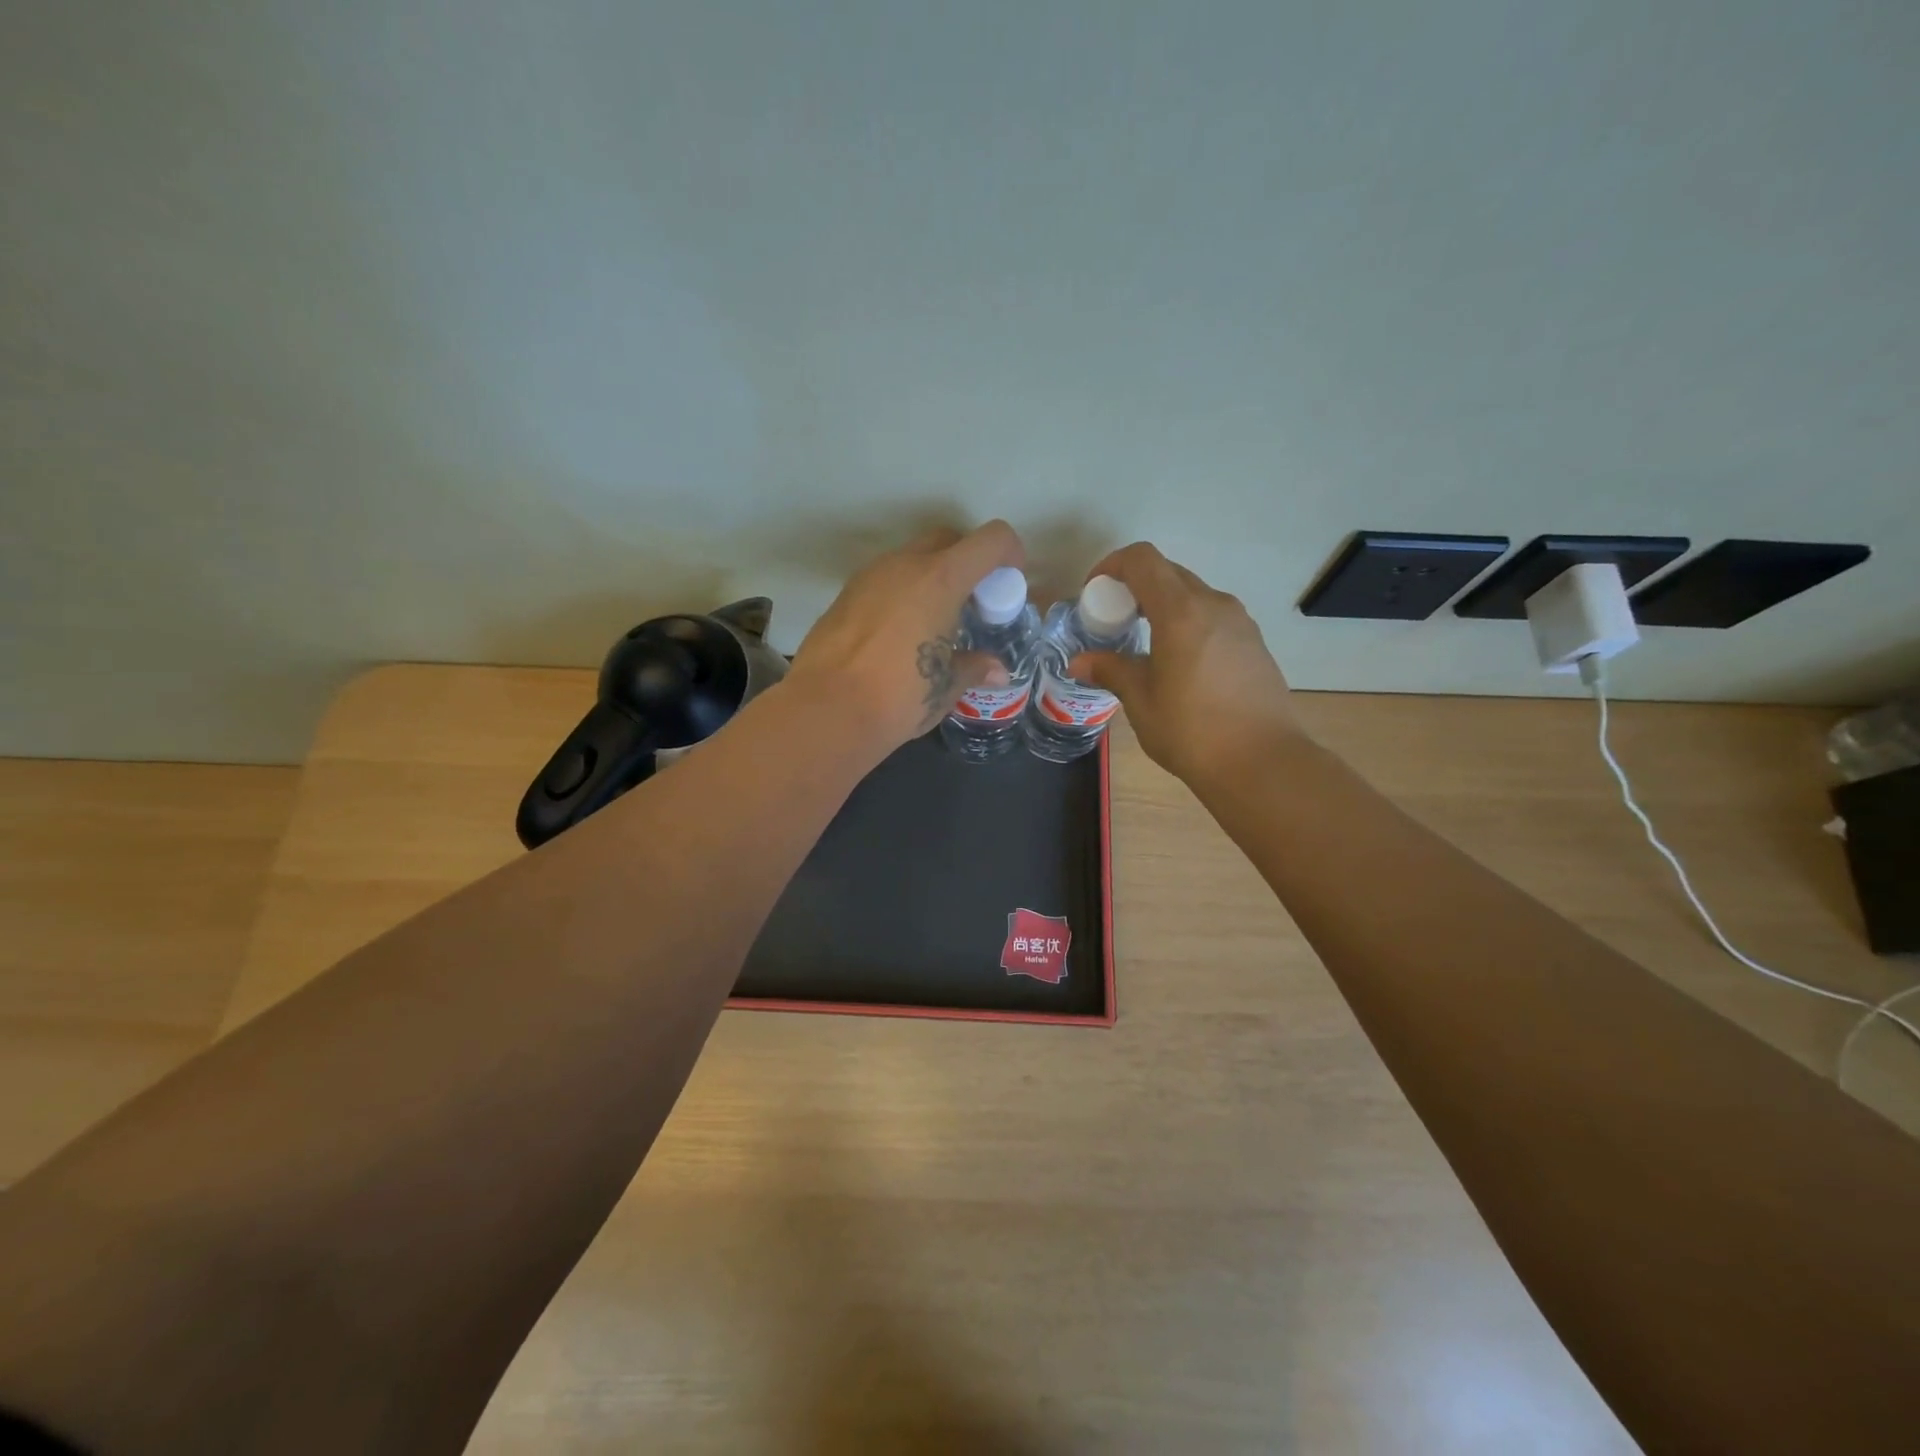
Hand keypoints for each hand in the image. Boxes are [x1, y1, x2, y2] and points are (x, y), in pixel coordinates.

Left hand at [789, 521, 1025, 754]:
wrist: (827, 711)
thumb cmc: (900, 696)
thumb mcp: (946, 685)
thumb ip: (975, 667)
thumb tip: (996, 669)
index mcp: (941, 579)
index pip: (990, 540)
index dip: (1009, 553)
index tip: (1009, 582)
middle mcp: (904, 565)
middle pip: (948, 540)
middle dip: (968, 561)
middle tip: (973, 603)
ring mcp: (868, 577)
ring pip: (911, 558)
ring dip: (931, 577)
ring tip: (936, 621)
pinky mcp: (843, 596)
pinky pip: (884, 581)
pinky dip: (901, 594)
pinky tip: (900, 635)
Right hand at [1068, 542, 1301, 783]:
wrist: (1262, 763)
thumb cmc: (1192, 731)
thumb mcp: (1141, 701)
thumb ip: (1111, 670)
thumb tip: (1080, 662)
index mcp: (1181, 612)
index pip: (1142, 560)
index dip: (1112, 566)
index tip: (1094, 593)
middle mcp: (1214, 604)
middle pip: (1168, 572)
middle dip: (1135, 586)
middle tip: (1115, 620)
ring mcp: (1240, 622)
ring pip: (1193, 594)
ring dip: (1163, 604)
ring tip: (1144, 642)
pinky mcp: (1254, 643)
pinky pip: (1213, 616)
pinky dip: (1187, 622)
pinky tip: (1179, 662)